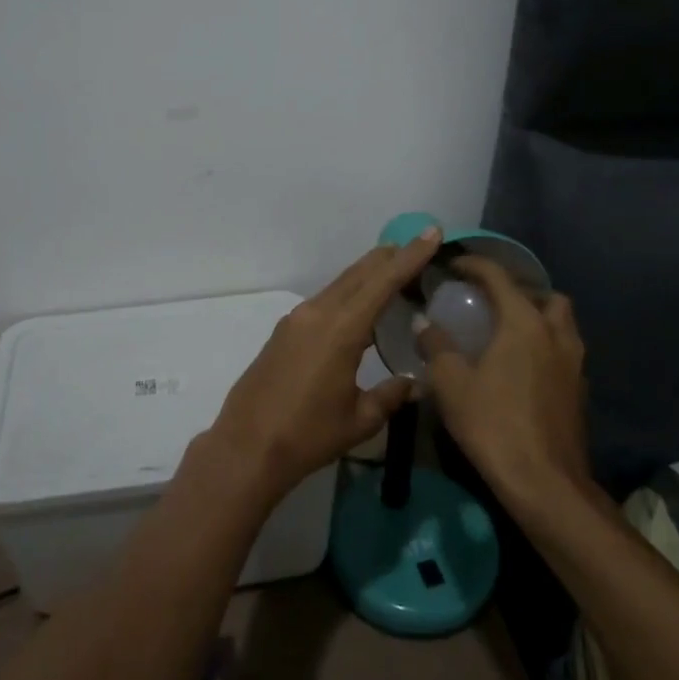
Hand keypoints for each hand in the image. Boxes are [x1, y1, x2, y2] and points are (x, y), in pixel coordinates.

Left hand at [206, 228, 443, 501]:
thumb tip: (414, 383)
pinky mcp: (284, 331)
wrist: (247, 447)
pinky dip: (348, 293)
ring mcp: (296, 320)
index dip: (410, 256)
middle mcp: (317, 313)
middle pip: (359, 273)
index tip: (431, 233)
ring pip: (340, 284)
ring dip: (368, 274)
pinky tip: (359, 306)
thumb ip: (390, 395)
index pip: (382, 282)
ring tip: (394, 271)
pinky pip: (324, 300)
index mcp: (341, 329)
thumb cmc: (308, 435)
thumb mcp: (359, 420)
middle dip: (390, 257)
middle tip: (418, 246)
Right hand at [417, 256, 589, 509]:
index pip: (499, 278)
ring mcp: (574, 363)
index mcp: (524, 324)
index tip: (454, 265)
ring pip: (561, 324)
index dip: (475, 265)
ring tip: (506, 332)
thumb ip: (436, 346)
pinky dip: (544, 346)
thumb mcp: (451, 384)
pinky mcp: (579, 390)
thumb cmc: (493, 424)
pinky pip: (563, 351)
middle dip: (520, 291)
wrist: (544, 482)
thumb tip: (424, 323)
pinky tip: (521, 367)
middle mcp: (555, 334)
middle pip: (545, 296)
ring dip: (537, 318)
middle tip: (491, 302)